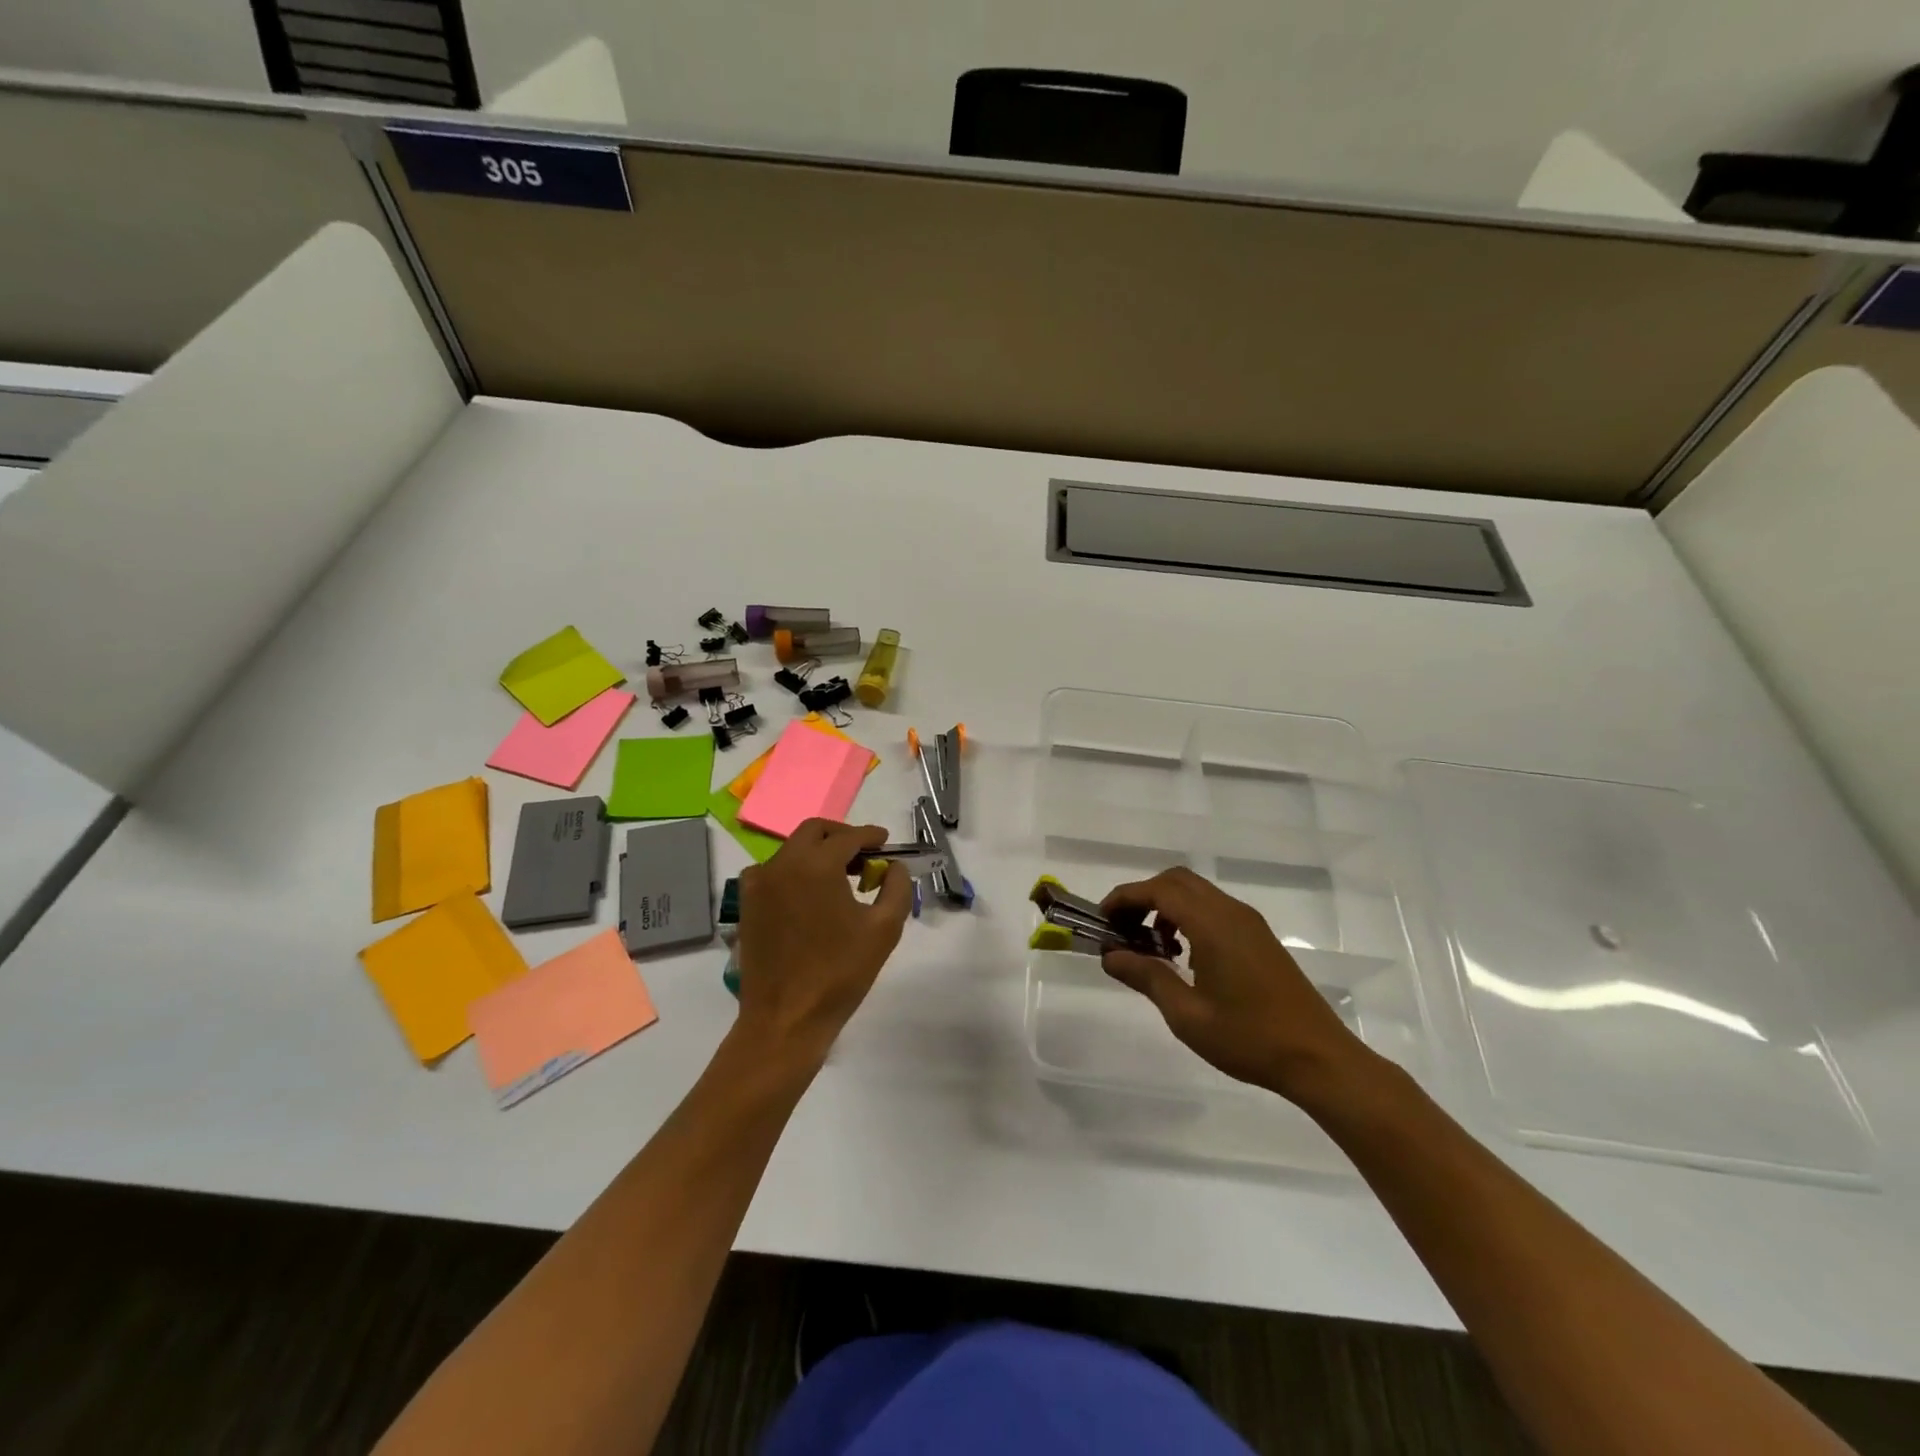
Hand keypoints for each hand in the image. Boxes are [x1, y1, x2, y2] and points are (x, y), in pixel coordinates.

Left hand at [734, 819, 911, 1059]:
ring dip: (817, 853)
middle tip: (863, 855)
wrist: (786, 1018)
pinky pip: (772, 872)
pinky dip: (793, 872)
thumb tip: (893, 866)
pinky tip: (808, 896)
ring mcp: (759, 883)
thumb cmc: (840, 972)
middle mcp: (783, 864)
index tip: (885, 842)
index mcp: (817, 865)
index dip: (870, 836)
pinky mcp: (747, 904)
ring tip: (840, 878)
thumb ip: (897, 887)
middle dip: (841, 836)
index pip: (849, 837)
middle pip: (814, 832)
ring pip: (792, 850)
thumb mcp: (884, 928)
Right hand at [1100, 867, 1370, 1104]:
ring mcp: (1249, 923)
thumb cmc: (1249, 1038)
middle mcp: (1231, 912)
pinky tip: (1183, 957)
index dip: (1125, 898)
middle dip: (1143, 897)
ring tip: (1150, 948)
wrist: (1319, 1059)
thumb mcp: (1187, 1015)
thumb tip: (1110, 955)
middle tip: (1122, 930)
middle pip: (1177, 881)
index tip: (1102, 919)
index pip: (1159, 890)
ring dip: (1166, 907)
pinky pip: (1214, 909)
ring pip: (1197, 893)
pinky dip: (1188, 917)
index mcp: (1213, 925)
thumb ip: (1146, 977)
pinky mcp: (1259, 937)